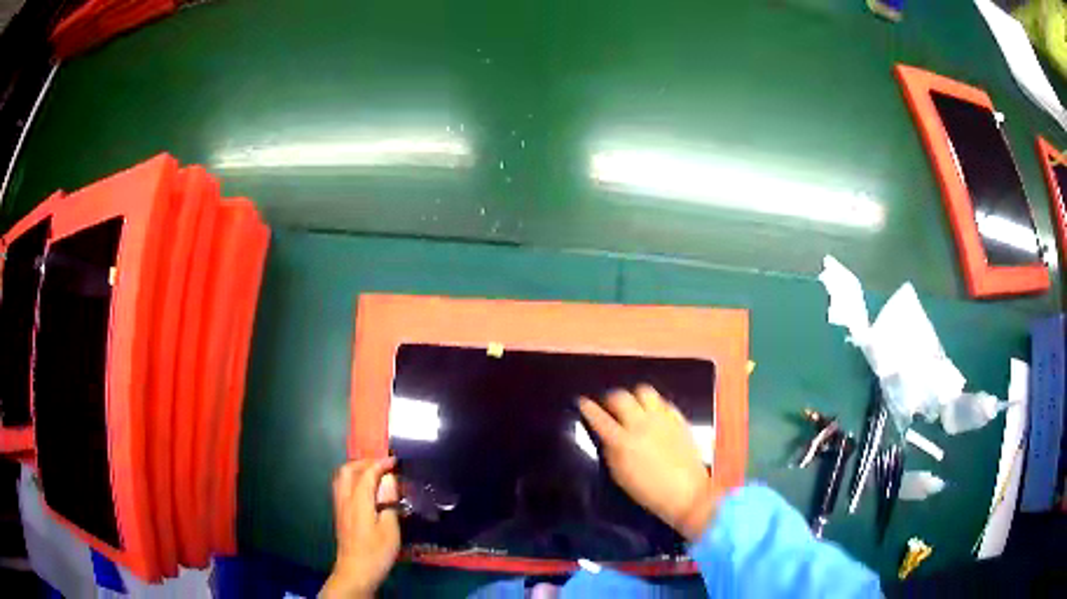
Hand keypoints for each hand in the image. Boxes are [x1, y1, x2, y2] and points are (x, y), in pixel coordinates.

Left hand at [321, 458, 400, 598]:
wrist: (356, 570)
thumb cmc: (376, 551)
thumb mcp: (390, 529)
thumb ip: (389, 504)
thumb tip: (389, 486)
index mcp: (358, 501)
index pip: (367, 473)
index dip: (380, 464)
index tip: (394, 461)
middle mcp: (345, 499)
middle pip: (348, 470)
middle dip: (364, 463)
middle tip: (382, 465)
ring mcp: (339, 506)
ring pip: (341, 477)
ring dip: (356, 470)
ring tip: (373, 474)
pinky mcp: (339, 514)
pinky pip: (341, 487)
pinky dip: (352, 480)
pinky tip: (364, 490)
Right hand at [579, 385, 718, 540]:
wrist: (686, 492)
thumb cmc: (648, 491)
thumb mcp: (620, 475)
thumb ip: (611, 452)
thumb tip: (606, 436)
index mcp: (622, 441)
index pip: (599, 417)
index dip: (587, 408)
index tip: (582, 402)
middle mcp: (641, 424)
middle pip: (620, 397)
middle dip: (610, 399)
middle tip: (609, 406)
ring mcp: (662, 418)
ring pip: (644, 391)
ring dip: (634, 396)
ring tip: (633, 406)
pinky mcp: (678, 418)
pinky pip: (663, 401)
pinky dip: (654, 405)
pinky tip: (653, 415)